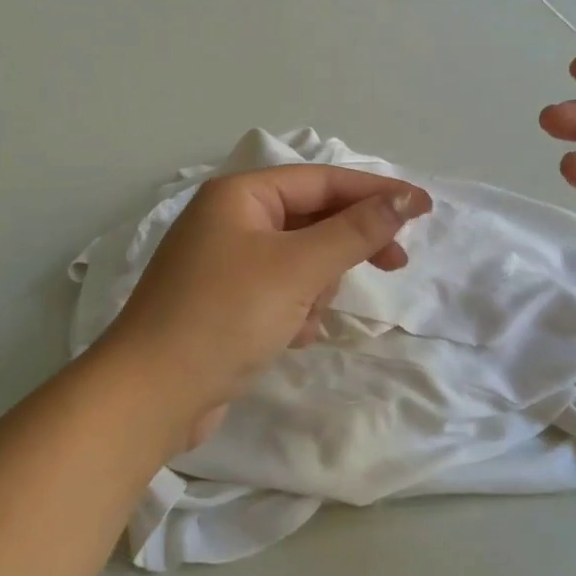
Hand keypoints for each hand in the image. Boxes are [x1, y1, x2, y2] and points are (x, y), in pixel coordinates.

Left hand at [97, 166, 431, 447]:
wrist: (151, 394)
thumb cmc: (226, 316)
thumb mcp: (298, 268)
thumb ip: (354, 231)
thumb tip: (402, 199)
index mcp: (239, 196)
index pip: (321, 180)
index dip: (375, 192)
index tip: (423, 208)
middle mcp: (228, 221)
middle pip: (311, 219)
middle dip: (346, 246)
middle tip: (395, 262)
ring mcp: (223, 264)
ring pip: (298, 260)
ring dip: (315, 287)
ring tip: (304, 317)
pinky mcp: (223, 304)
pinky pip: (278, 292)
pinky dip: (293, 310)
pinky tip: (290, 337)